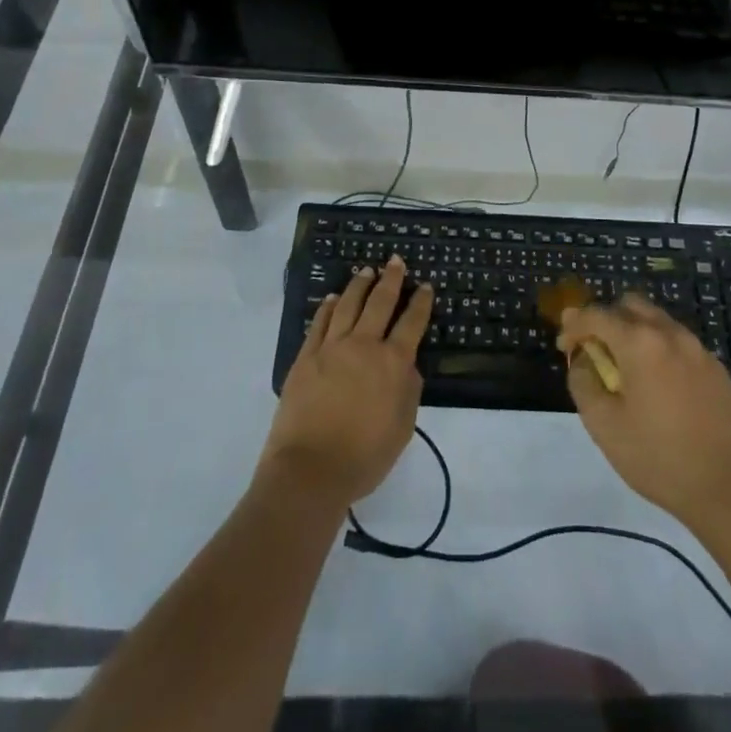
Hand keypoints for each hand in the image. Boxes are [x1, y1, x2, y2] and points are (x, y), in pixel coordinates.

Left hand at [261, 256, 432, 506]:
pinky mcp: (306, 357)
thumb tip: (407, 365)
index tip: (424, 285)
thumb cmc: (364, 457)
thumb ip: (409, 391)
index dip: (420, 302)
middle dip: (390, 280)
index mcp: (392, 363)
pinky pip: (319, 323)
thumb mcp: (402, 428)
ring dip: (359, 286)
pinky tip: (332, 298)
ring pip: (348, 305)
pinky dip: (327, 307)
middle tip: (395, 261)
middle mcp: (364, 346)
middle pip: (380, 303)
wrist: (310, 470)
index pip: (411, 323)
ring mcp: (331, 348)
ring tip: (366, 271)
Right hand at [558, 294, 730, 528]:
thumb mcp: (604, 426)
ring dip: (635, 334)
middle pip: (630, 305)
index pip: (596, 315)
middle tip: (596, 352)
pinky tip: (661, 389)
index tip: (565, 347)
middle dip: (606, 320)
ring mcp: (699, 350)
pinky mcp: (718, 369)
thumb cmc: (659, 458)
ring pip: (658, 322)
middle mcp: (670, 334)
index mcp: (640, 342)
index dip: (573, 326)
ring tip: (628, 372)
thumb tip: (582, 360)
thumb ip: (583, 382)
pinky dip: (661, 352)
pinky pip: (680, 345)